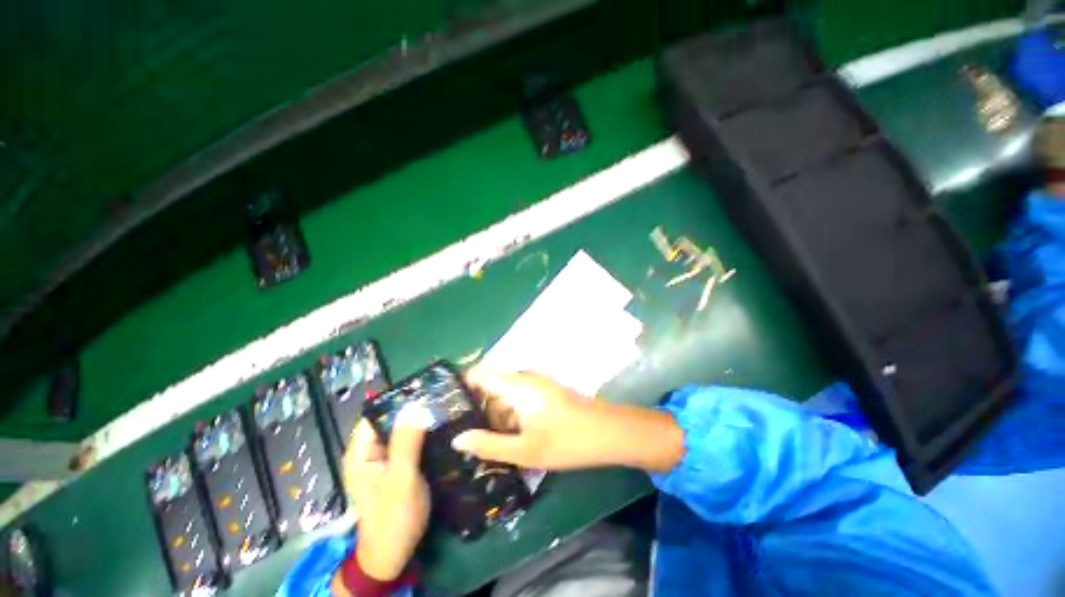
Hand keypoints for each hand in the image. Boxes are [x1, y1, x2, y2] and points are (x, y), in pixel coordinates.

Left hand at [343, 410, 429, 580]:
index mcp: (361, 452)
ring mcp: (383, 459)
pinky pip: (409, 442)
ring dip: (421, 421)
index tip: (427, 388)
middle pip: (391, 419)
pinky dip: (423, 435)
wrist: (394, 555)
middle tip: (442, 397)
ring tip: (446, 407)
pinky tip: (441, 429)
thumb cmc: (393, 518)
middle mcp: (369, 451)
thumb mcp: (401, 478)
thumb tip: (416, 404)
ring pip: (402, 430)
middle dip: (414, 408)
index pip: (377, 412)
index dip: (400, 399)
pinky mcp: (396, 466)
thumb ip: (406, 442)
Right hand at [454, 370, 683, 471]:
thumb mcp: (524, 450)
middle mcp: (524, 377)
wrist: (608, 432)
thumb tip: (457, 439)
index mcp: (516, 384)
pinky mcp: (544, 391)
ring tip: (484, 442)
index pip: (478, 374)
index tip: (445, 409)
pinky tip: (511, 437)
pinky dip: (510, 414)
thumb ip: (488, 444)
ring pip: (504, 394)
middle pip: (490, 386)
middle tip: (464, 437)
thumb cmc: (566, 441)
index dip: (460, 388)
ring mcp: (536, 383)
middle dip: (477, 408)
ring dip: (495, 414)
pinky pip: (518, 397)